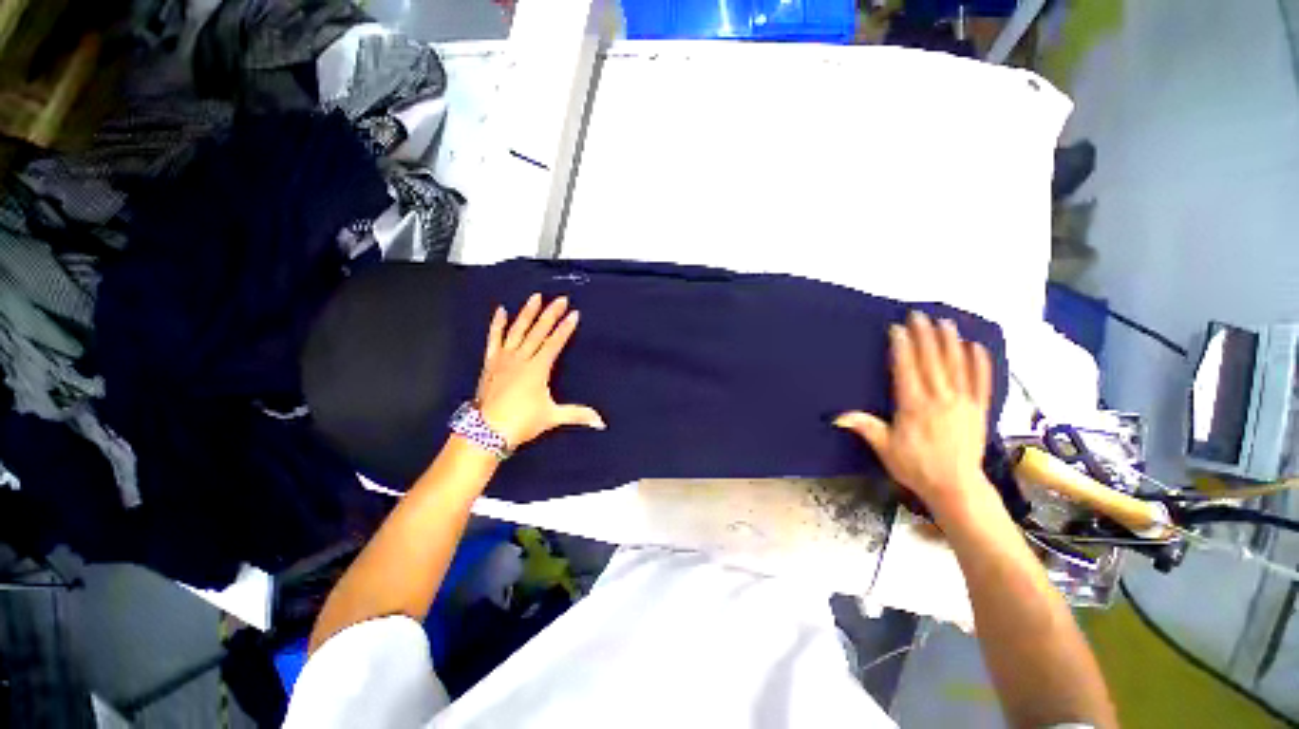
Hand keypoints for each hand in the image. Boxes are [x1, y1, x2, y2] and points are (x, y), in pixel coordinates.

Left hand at [475, 294, 605, 448]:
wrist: (486, 431)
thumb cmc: (521, 422)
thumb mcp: (552, 417)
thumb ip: (577, 414)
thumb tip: (601, 423)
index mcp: (538, 368)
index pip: (555, 343)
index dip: (565, 328)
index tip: (574, 313)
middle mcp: (521, 358)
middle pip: (538, 331)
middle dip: (551, 314)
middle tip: (560, 299)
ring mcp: (504, 358)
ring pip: (518, 330)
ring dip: (527, 313)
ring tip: (535, 297)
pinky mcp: (490, 362)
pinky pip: (494, 338)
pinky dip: (497, 324)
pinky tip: (501, 311)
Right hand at [835, 311, 998, 520]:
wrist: (957, 487)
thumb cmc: (916, 466)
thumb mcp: (885, 448)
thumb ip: (864, 427)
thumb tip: (835, 416)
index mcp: (913, 406)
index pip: (906, 369)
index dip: (902, 347)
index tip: (897, 328)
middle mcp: (939, 398)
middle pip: (931, 361)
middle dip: (924, 336)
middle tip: (919, 315)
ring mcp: (963, 402)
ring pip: (956, 366)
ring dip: (950, 342)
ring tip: (945, 322)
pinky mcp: (979, 410)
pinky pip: (981, 382)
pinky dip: (980, 363)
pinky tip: (976, 346)